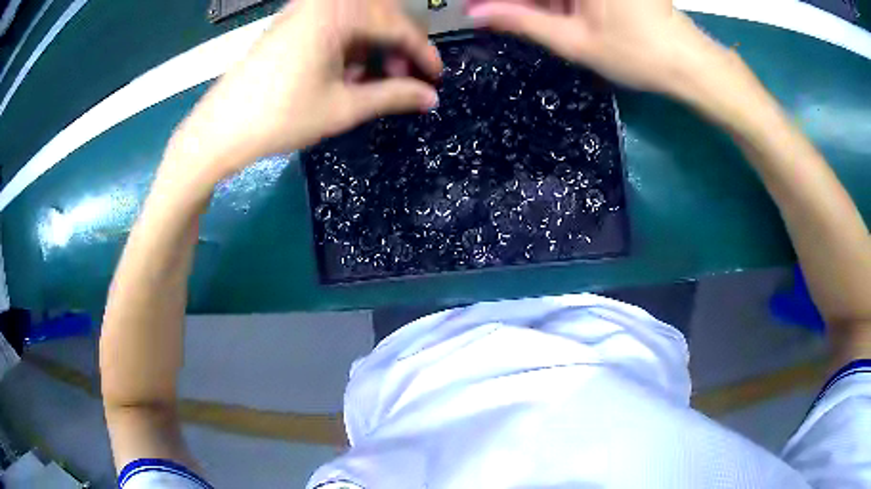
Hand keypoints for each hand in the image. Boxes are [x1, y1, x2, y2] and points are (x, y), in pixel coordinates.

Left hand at [169, 0, 442, 181]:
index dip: (423, 53)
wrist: (219, 130)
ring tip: (370, 83)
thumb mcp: (343, 107)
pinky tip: (344, 75)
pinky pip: (333, 27)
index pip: (397, 25)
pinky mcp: (290, 25)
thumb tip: (431, 97)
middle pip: (379, 16)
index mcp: (337, 13)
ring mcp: (303, 11)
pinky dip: (348, 47)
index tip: (436, 79)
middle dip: (397, 47)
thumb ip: (394, 96)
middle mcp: (322, 3)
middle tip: (403, 79)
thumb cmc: (280, 117)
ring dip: (372, 48)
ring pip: (357, 21)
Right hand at [466, 0, 721, 94]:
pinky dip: (554, 2)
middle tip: (486, 13)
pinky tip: (538, 13)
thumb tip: (477, 14)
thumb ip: (522, 22)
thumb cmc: (636, 54)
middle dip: (512, 1)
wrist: (688, 64)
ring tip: (507, 17)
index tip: (473, 8)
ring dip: (532, 2)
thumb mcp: (574, 41)